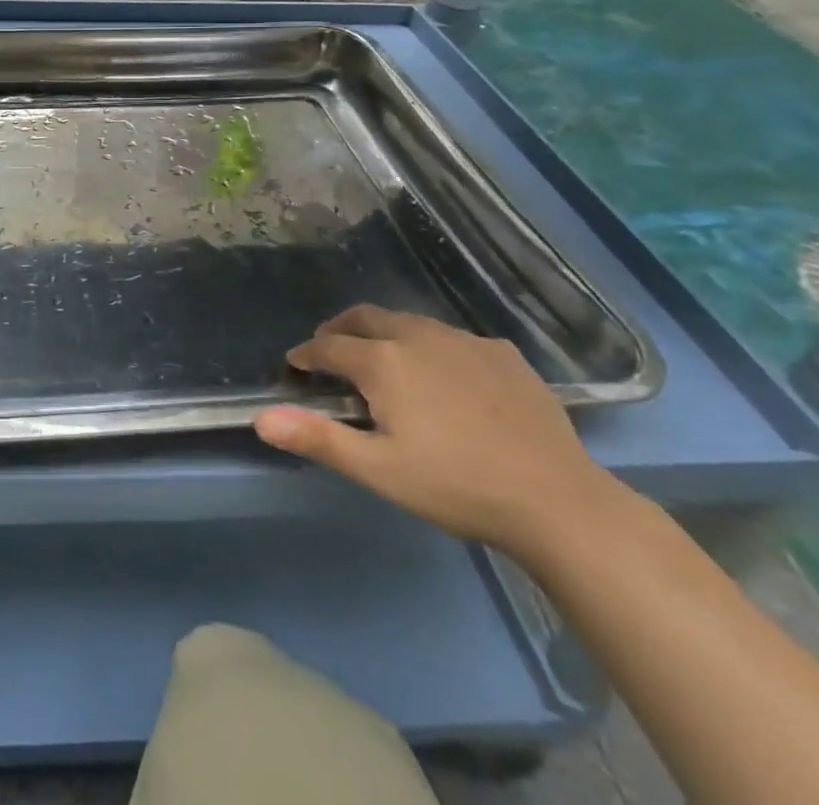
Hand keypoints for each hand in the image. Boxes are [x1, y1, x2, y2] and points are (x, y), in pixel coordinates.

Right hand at [254, 305, 625, 558]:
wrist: (557, 500)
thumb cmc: (455, 486)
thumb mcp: (378, 469)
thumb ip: (317, 437)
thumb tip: (261, 418)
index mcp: (383, 361)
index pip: (329, 346)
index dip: (306, 353)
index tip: (295, 363)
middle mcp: (418, 336)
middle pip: (366, 318)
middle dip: (340, 329)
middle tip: (329, 347)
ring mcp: (465, 341)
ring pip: (410, 322)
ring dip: (384, 333)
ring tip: (381, 357)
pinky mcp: (503, 354)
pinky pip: (452, 338)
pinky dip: (431, 347)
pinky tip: (444, 375)